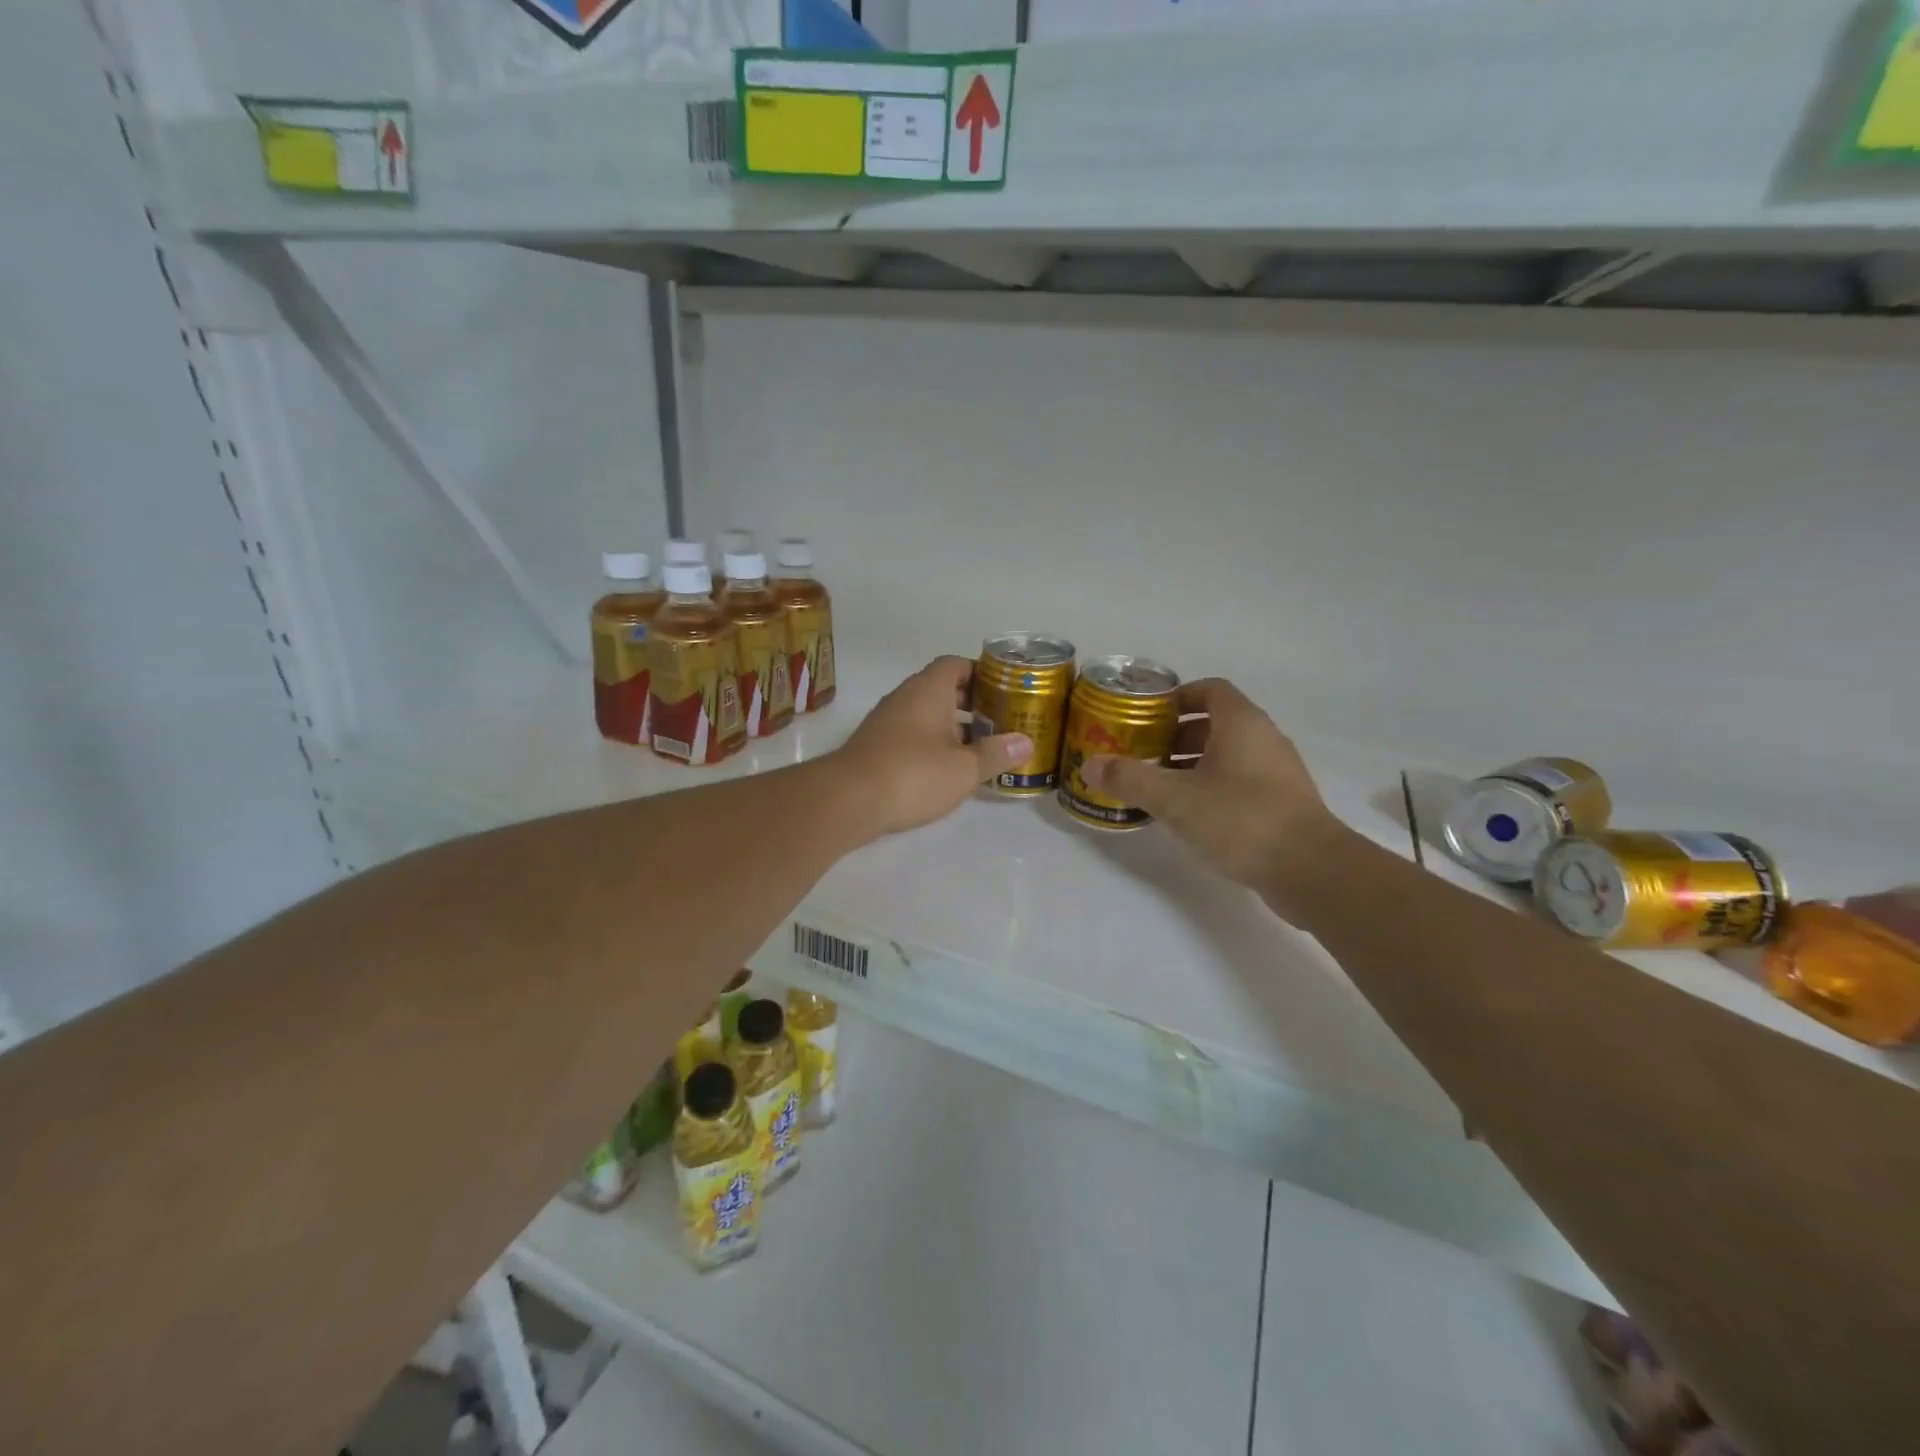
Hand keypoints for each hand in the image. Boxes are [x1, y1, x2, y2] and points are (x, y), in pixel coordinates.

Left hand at [831, 657, 1032, 837]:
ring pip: (925, 714)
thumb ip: (996, 754)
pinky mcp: (875, 746)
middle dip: (970, 703)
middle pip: (942, 689)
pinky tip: (946, 768)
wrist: (848, 800)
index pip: (956, 664)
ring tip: (979, 748)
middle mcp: (905, 697)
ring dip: (951, 726)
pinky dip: (931, 744)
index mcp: (929, 689)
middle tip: (999, 721)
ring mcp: (886, 721)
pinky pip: (910, 734)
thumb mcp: (964, 769)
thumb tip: (1025, 742)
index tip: (1003, 689)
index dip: (981, 672)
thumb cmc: (914, 774)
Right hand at [1080, 679, 1351, 903]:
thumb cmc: (1240, 819)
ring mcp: (1278, 772)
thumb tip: (1090, 765)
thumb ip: (1131, 779)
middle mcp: (1264, 739)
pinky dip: (1213, 788)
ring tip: (1159, 787)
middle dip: (1176, 735)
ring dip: (1193, 764)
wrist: (1311, 870)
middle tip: (1143, 754)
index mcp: (1241, 723)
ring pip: (1228, 755)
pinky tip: (1190, 815)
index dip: (1177, 696)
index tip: (1147, 716)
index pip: (1210, 689)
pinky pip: (1241, 782)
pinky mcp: (1284, 803)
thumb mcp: (1175, 799)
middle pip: (1216, 723)